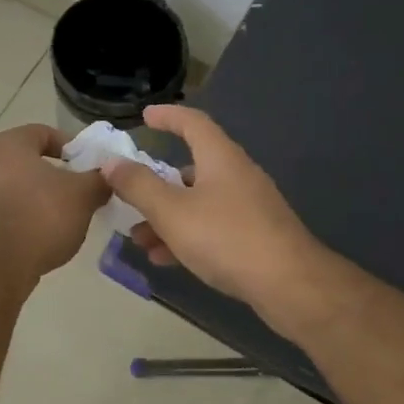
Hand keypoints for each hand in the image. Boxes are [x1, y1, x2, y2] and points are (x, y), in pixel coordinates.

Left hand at [0, 124, 108, 281]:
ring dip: (43, 199)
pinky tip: (47, 235)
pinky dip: (29, 218)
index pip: (43, 133)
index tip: (88, 164)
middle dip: (57, 175)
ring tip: (68, 216)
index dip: (70, 145)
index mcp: (10, 144)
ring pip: (20, 188)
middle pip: (30, 161)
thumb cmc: (41, 214)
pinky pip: (10, 211)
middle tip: (82, 190)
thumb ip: (98, 180)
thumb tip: (106, 177)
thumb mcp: (83, 194)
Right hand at [102, 105, 335, 333]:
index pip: (192, 122)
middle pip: (192, 167)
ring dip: (166, 216)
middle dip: (157, 181)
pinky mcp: (256, 237)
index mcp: (220, 158)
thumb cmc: (227, 238)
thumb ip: (138, 185)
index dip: (167, 116)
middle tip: (130, 191)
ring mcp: (249, 207)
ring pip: (198, 202)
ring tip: (139, 237)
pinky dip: (186, 236)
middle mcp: (237, 175)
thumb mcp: (172, 211)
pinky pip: (212, 227)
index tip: (145, 116)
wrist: (292, 287)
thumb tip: (111, 162)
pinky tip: (165, 259)